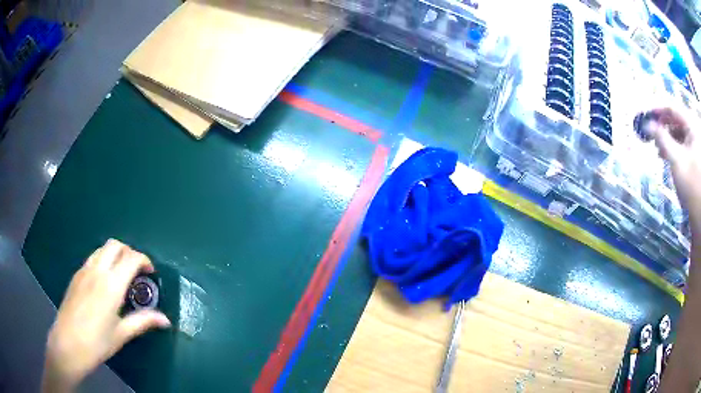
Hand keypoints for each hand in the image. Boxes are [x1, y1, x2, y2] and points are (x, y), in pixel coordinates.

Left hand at [42, 239, 170, 391]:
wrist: (68, 344)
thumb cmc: (97, 343)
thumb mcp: (121, 334)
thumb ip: (142, 321)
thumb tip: (165, 320)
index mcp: (111, 285)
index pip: (131, 258)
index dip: (144, 260)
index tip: (151, 272)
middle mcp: (97, 271)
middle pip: (115, 245)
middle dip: (129, 252)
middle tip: (137, 270)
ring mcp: (84, 271)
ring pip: (102, 249)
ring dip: (115, 254)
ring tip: (121, 274)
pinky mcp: (76, 276)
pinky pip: (92, 258)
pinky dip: (103, 260)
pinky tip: (104, 282)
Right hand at [649, 108, 700, 212]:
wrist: (699, 212)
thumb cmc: (690, 185)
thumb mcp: (676, 160)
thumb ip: (662, 139)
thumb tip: (647, 125)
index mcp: (692, 125)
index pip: (673, 109)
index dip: (659, 110)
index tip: (646, 115)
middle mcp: (693, 129)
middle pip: (676, 119)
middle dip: (663, 125)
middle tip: (651, 132)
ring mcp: (695, 141)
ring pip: (679, 131)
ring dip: (668, 137)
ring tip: (658, 147)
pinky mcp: (695, 153)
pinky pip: (683, 142)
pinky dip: (674, 145)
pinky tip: (666, 153)